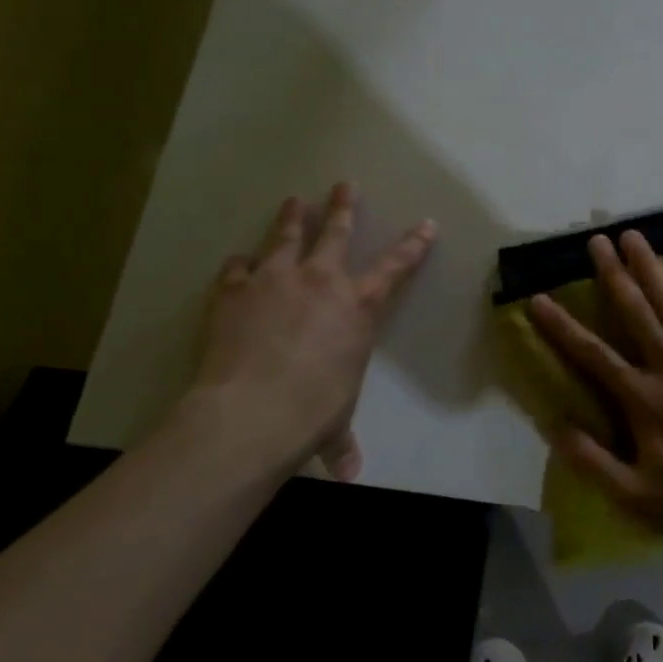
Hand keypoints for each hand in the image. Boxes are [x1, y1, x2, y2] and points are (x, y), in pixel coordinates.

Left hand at [194, 183, 435, 479]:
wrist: (253, 410)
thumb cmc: (312, 412)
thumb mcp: (334, 424)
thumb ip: (340, 443)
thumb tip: (348, 476)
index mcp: (358, 307)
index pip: (396, 267)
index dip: (413, 244)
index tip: (426, 223)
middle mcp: (321, 282)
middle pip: (336, 233)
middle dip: (343, 207)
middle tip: (344, 184)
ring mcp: (276, 280)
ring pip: (287, 236)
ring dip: (291, 217)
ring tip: (294, 199)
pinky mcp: (236, 290)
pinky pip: (239, 268)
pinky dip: (240, 265)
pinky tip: (239, 262)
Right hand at [528, 231, 662, 554]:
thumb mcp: (634, 497)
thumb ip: (592, 461)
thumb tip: (553, 424)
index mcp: (644, 402)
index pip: (593, 356)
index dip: (562, 327)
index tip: (539, 298)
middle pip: (636, 314)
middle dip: (614, 275)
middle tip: (597, 239)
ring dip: (653, 269)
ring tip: (635, 236)